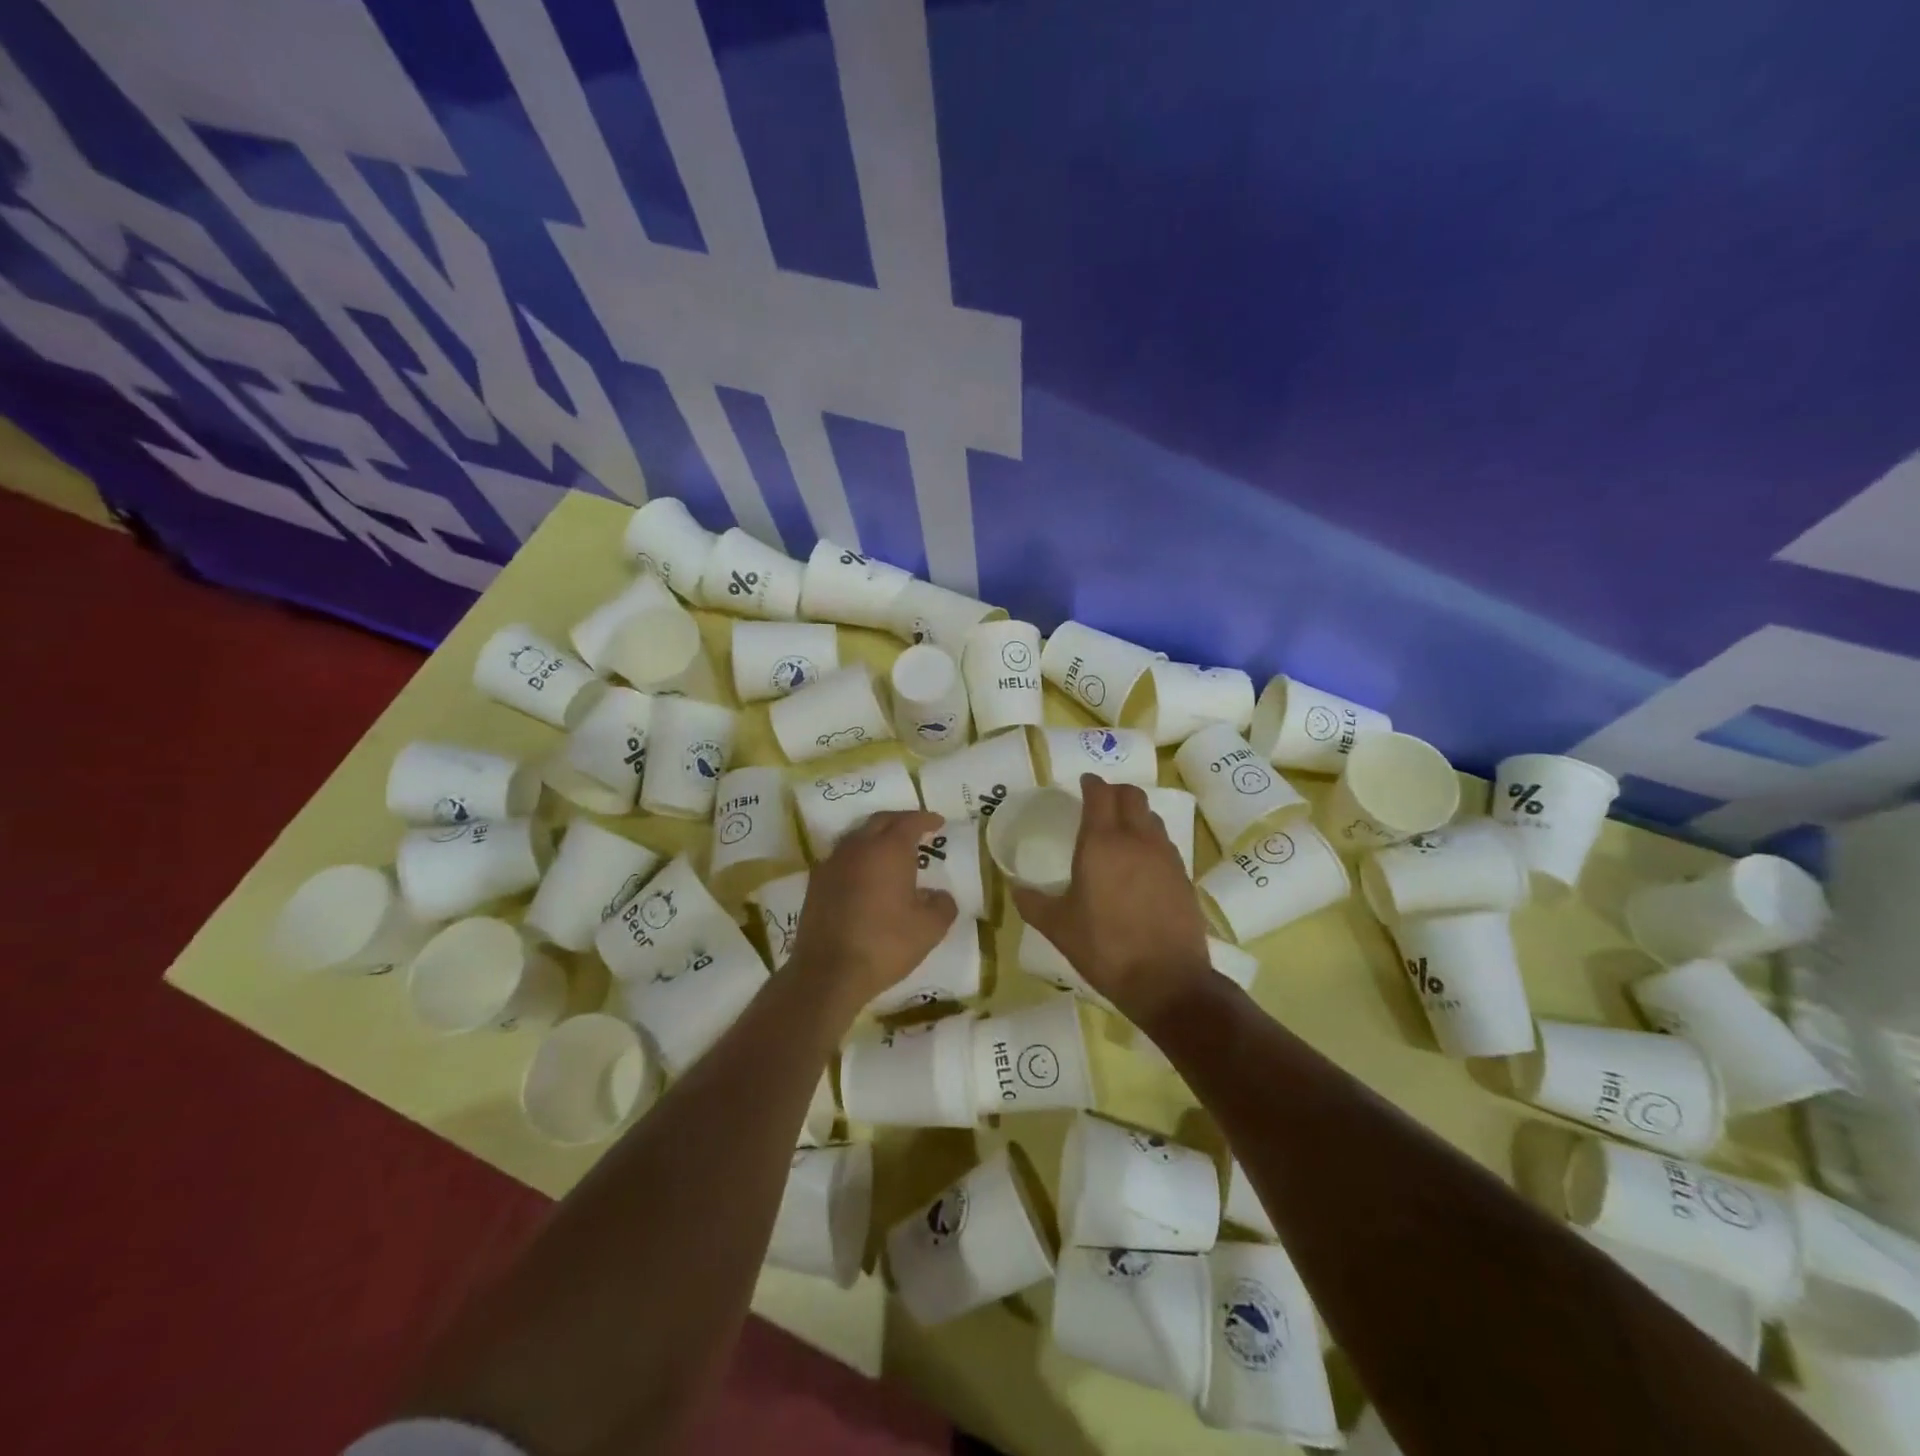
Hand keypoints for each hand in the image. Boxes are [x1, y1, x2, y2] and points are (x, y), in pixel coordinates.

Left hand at [787, 809, 956, 1021]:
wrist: (829, 972)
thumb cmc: (885, 944)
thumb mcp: (930, 929)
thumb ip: (942, 905)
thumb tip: (939, 895)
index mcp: (889, 849)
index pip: (910, 822)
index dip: (926, 819)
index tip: (938, 822)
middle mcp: (858, 847)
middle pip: (881, 821)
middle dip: (900, 821)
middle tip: (916, 830)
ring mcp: (833, 863)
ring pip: (858, 836)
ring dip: (876, 837)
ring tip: (891, 851)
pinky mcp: (816, 882)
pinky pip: (842, 857)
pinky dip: (858, 857)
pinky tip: (865, 875)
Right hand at [1009, 775, 1213, 1025]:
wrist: (1167, 980)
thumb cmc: (1105, 948)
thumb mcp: (1058, 927)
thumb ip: (1032, 902)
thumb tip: (1014, 888)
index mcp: (1101, 843)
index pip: (1100, 794)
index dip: (1091, 783)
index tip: (1083, 783)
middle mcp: (1136, 839)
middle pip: (1131, 796)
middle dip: (1115, 791)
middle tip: (1100, 801)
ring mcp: (1165, 856)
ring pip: (1152, 817)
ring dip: (1136, 814)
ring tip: (1121, 830)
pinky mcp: (1183, 875)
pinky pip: (1165, 843)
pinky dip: (1151, 839)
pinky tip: (1141, 862)